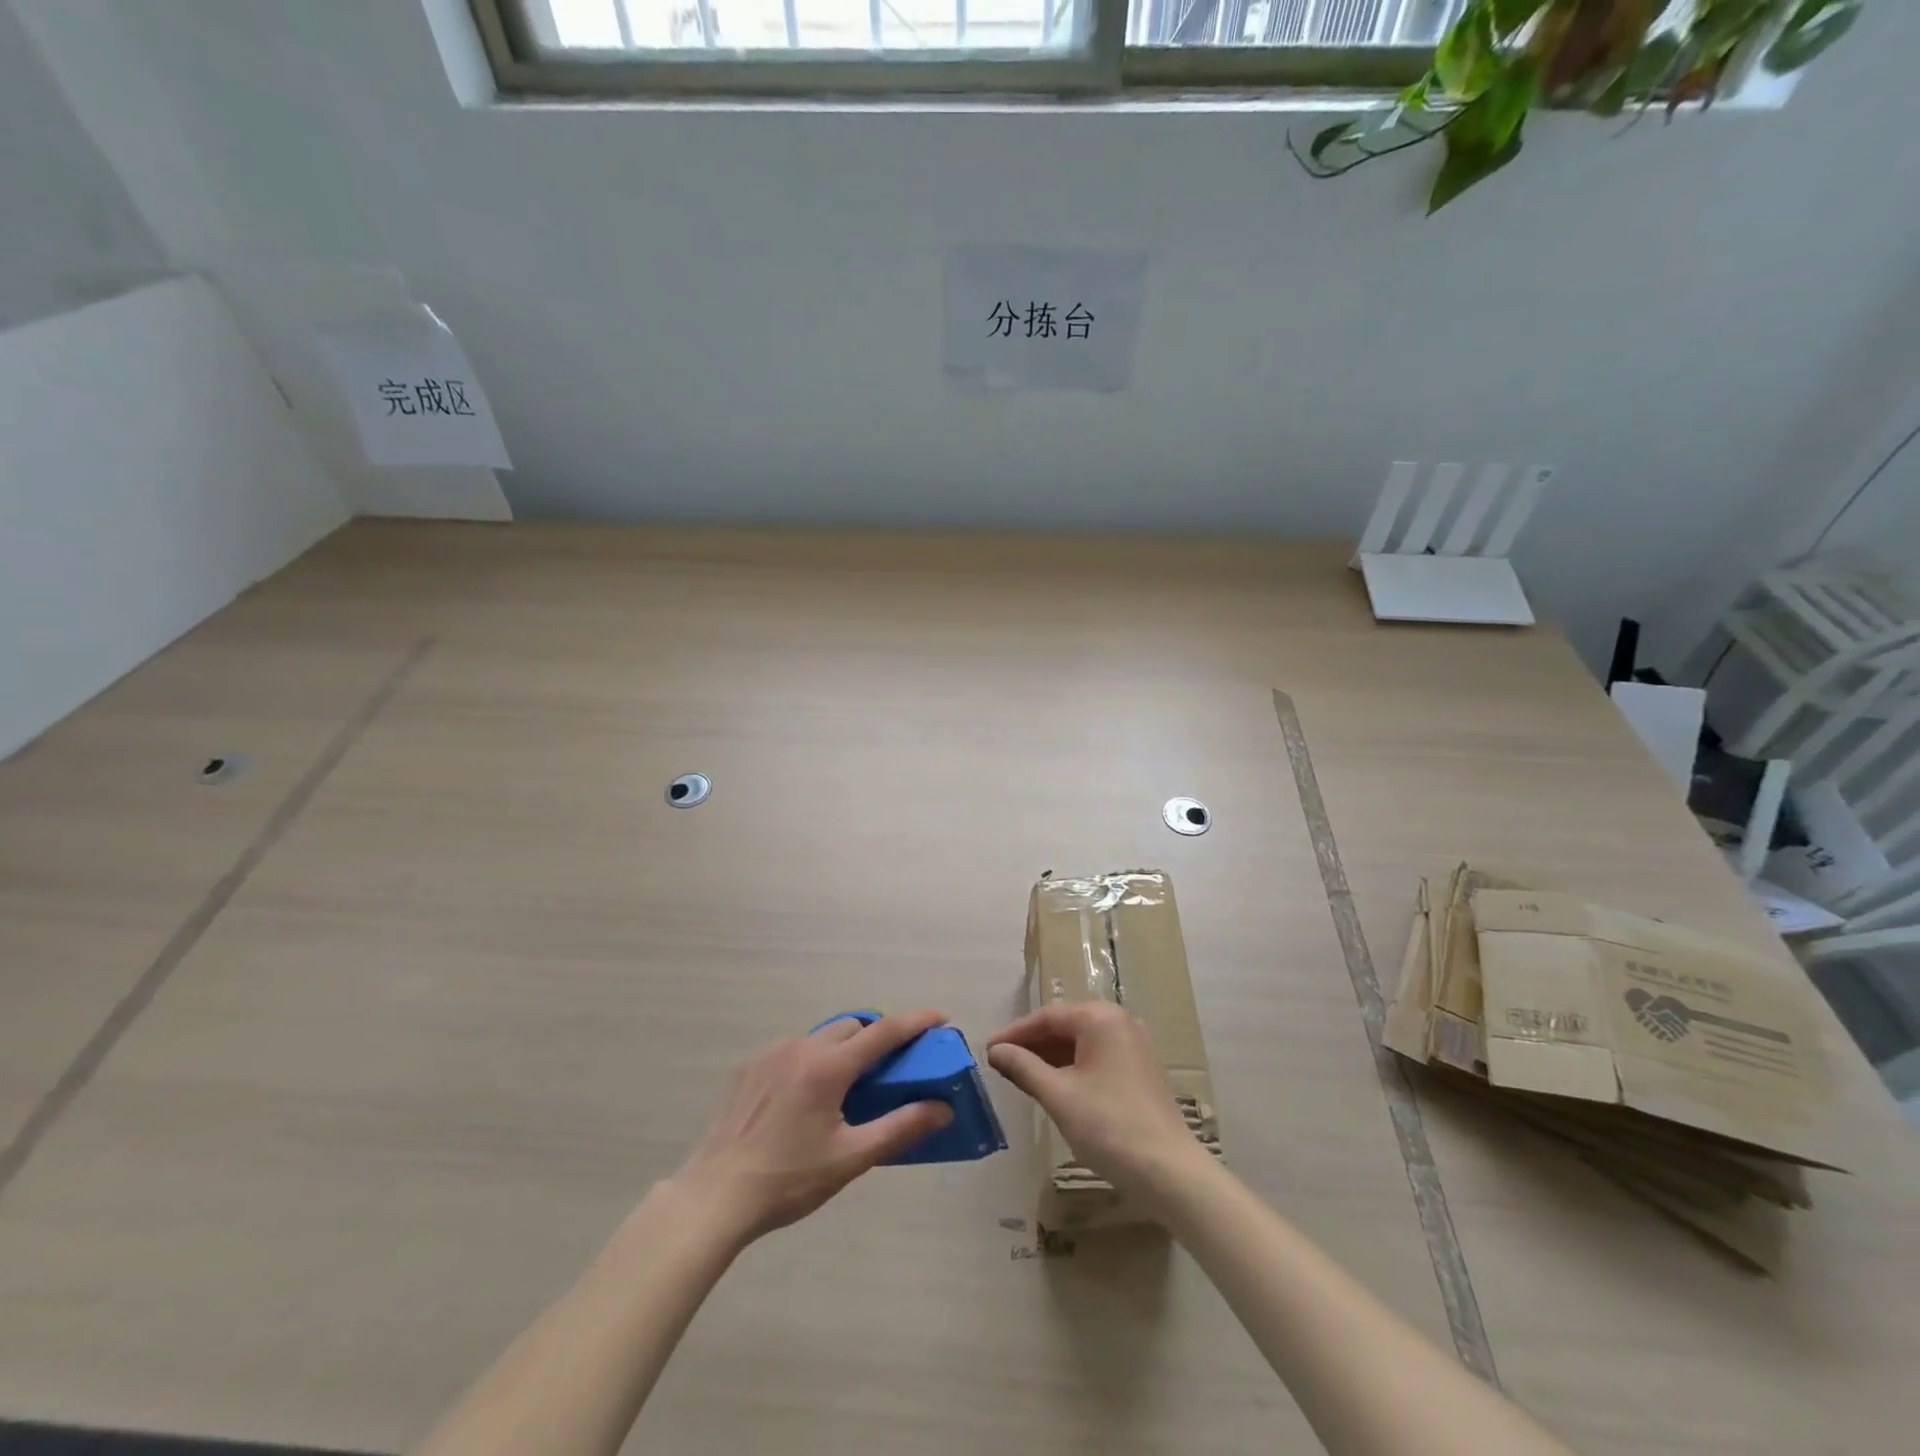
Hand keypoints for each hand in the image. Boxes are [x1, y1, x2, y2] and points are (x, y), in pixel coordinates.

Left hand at [669, 1011, 953, 1243]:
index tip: (941, 1017)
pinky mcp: (749, 1066)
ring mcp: (771, 1053)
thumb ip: (899, 1128)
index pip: (884, 1032)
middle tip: (892, 1068)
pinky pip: (793, 1051)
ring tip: (847, 1089)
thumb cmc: (788, 1179)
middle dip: (877, 1038)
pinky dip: (812, 1061)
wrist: (714, 1196)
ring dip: (843, 1050)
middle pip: (852, 1027)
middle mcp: (801, 1047)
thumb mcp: (850, 1159)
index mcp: (828, 1067)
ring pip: (821, 1037)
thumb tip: (942, 1108)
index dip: (916, 1021)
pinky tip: (805, 1099)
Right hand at [987, 1002, 1210, 1199]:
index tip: (988, 1051)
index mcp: (1100, 1018)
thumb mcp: (1058, 1096)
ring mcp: (1134, 1045)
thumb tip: (996, 1050)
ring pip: (1082, 1043)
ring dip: (1051, 1058)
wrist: (1170, 1172)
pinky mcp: (1141, 1069)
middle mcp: (1120, 1022)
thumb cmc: (1109, 1126)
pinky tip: (1055, 1088)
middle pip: (1066, 1026)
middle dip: (1032, 1045)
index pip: (1047, 1016)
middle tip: (1002, 1065)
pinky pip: (1098, 1057)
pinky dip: (1073, 1068)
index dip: (1015, 1034)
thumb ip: (1024, 1067)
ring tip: (1022, 1078)